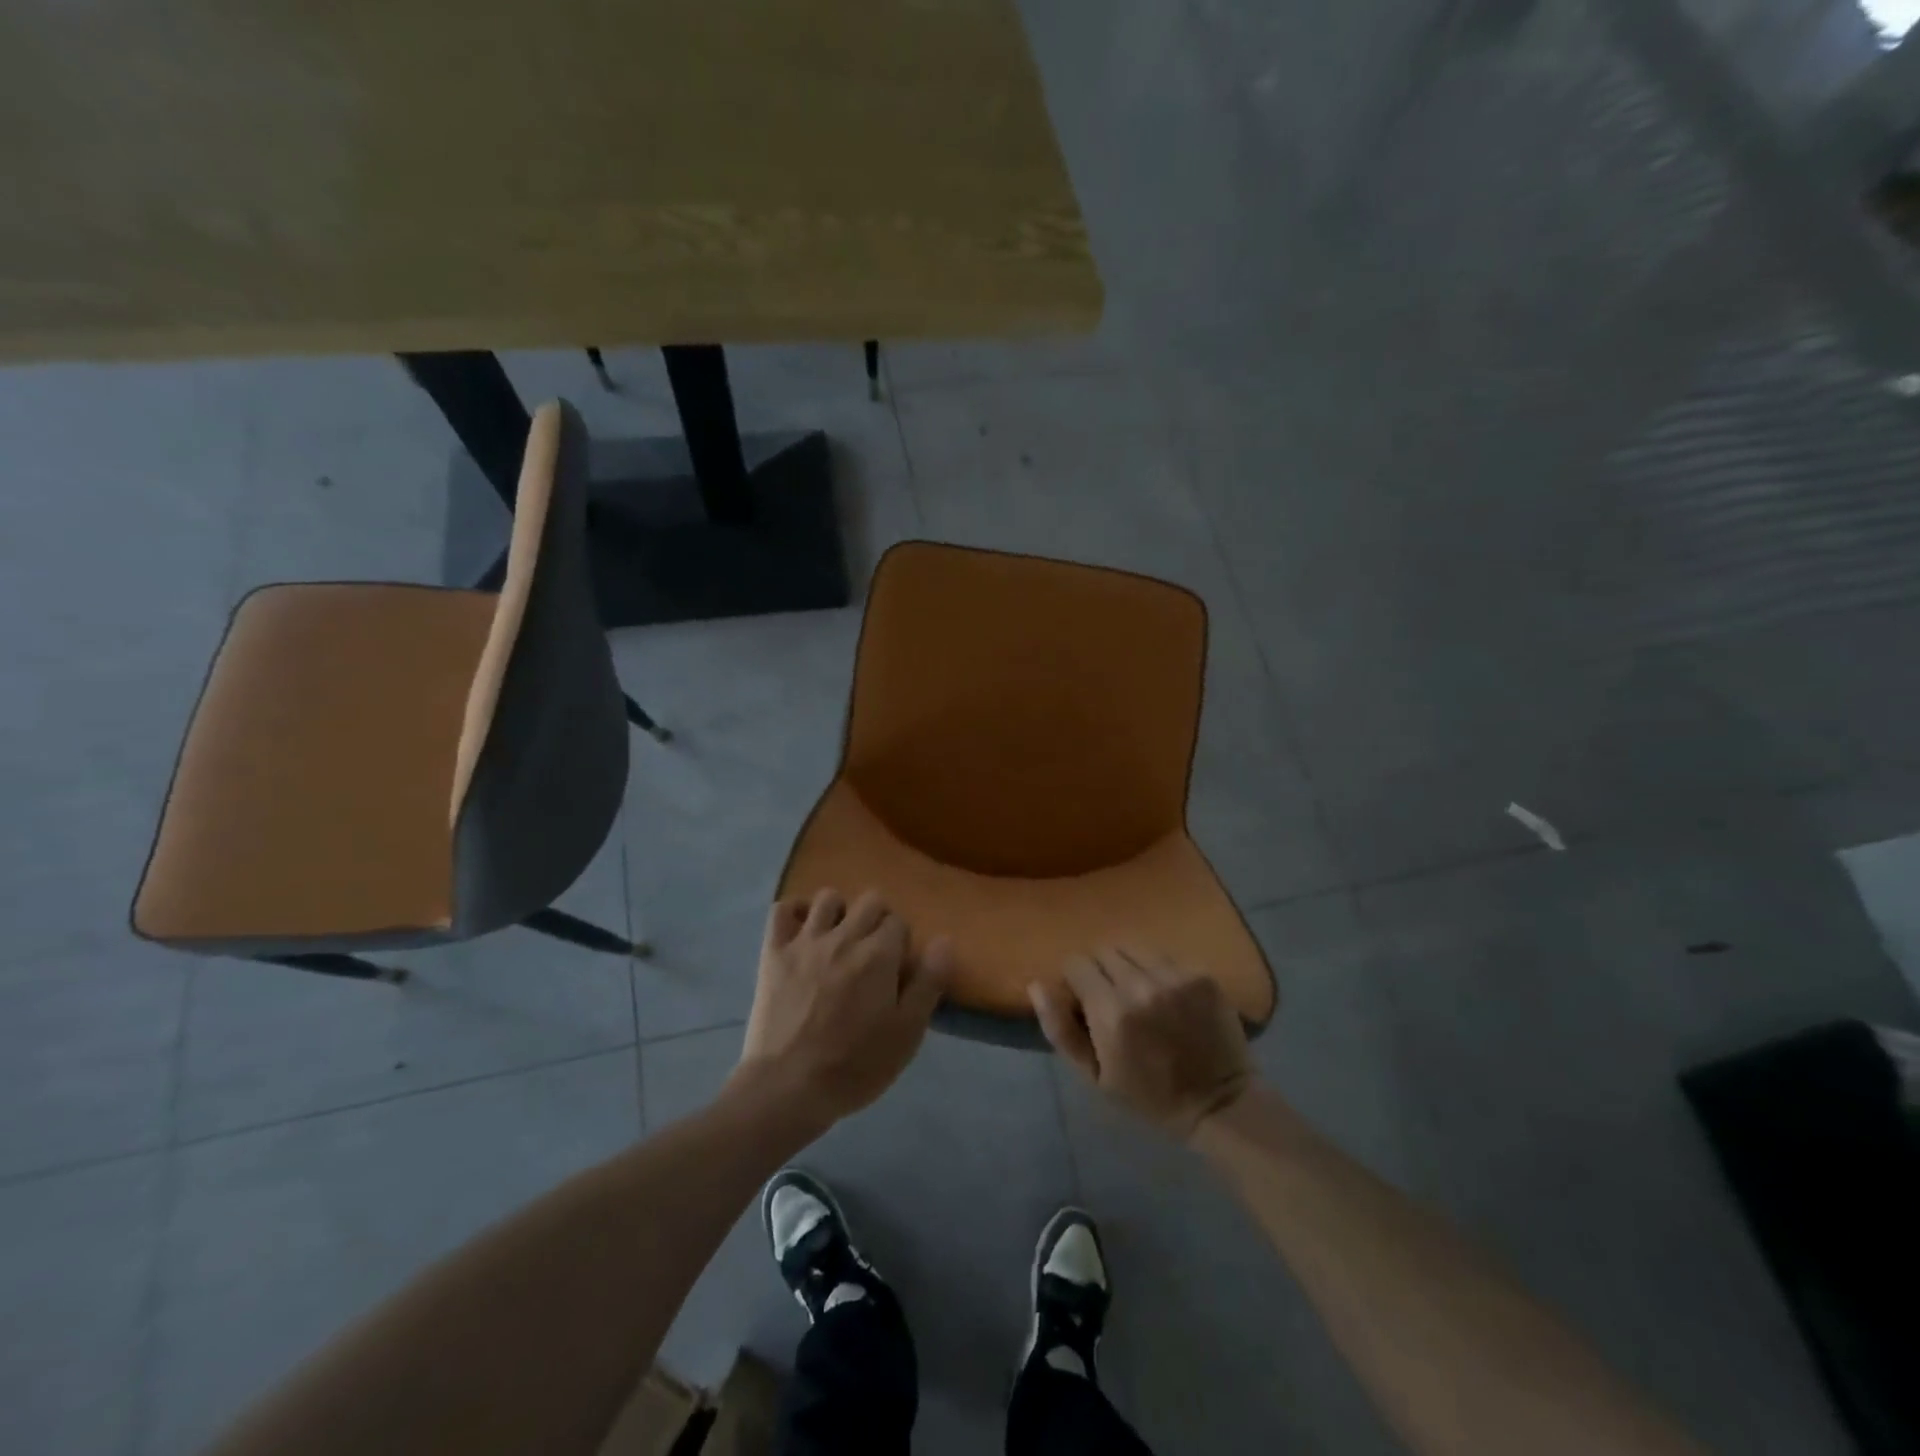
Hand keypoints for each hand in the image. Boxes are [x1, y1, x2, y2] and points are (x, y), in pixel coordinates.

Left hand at [733, 888, 953, 1130]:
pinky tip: (803, 931)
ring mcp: (805, 941)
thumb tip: (945, 940)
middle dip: (877, 921)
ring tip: (839, 940)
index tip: (896, 971)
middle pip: (870, 901)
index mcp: (879, 955)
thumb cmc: (855, 1066)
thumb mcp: (907, 1032)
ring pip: (828, 898)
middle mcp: (844, 937)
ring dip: (840, 912)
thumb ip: (929, 982)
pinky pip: (782, 910)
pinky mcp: (774, 953)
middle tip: (873, 955)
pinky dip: (795, 912)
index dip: (902, 944)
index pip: (899, 923)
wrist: (788, 1088)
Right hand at [1031, 947, 1250, 1138]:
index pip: (1076, 963)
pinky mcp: (1202, 974)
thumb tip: (1037, 984)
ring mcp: (1176, 976)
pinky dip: (1158, 970)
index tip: (1085, 1001)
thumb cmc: (1148, 1096)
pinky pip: (1165, 955)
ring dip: (1129, 965)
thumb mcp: (1094, 1076)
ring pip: (1134, 947)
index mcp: (1111, 1013)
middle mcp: (1142, 985)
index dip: (1075, 981)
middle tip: (1111, 999)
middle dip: (1100, 970)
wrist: (1219, 1104)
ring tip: (1139, 993)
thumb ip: (1061, 1029)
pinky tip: (1168, 996)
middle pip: (1104, 950)